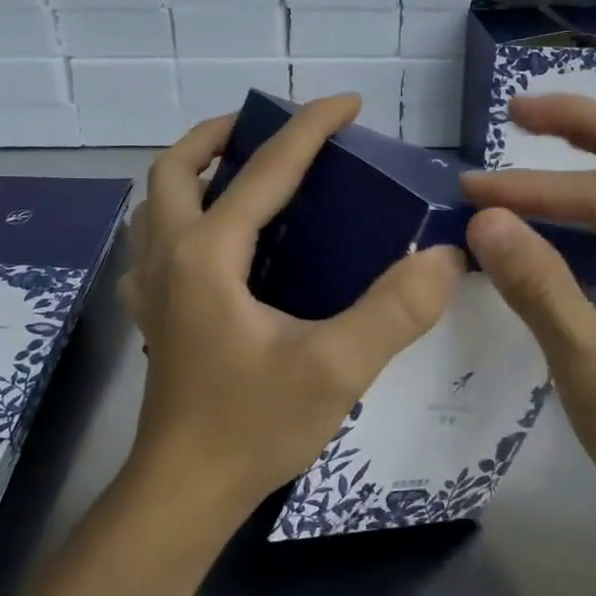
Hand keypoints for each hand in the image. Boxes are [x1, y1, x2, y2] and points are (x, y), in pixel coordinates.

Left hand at [119, 95, 465, 519]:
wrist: (184, 493)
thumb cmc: (252, 427)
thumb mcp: (335, 369)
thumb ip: (394, 310)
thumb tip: (444, 256)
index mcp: (208, 255)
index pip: (264, 171)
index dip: (308, 128)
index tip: (348, 103)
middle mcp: (169, 257)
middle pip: (175, 168)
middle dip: (221, 134)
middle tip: (268, 131)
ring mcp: (152, 288)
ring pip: (155, 203)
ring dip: (192, 171)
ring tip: (239, 173)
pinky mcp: (154, 317)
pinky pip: (153, 245)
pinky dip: (177, 219)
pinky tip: (214, 244)